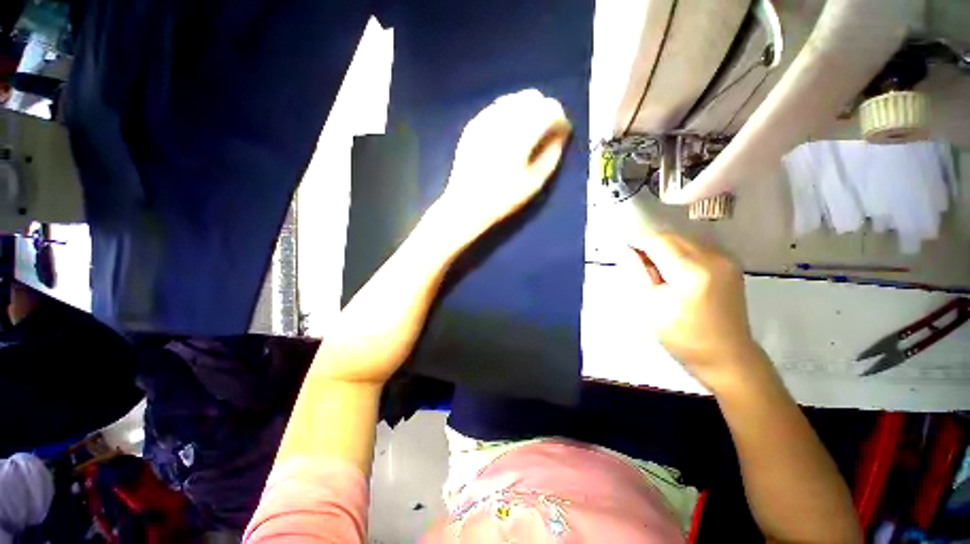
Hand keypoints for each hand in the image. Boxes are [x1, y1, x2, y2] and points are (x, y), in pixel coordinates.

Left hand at [438, 89, 571, 238]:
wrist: (466, 205)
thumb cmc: (503, 198)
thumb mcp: (535, 182)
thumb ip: (552, 154)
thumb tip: (560, 134)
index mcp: (520, 133)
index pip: (550, 108)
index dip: (560, 119)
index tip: (562, 133)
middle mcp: (502, 119)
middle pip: (532, 97)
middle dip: (544, 111)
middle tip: (545, 132)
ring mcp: (484, 119)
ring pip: (513, 99)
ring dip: (525, 110)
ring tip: (527, 133)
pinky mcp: (472, 125)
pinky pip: (496, 108)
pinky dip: (508, 114)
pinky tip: (507, 133)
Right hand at [630, 233, 764, 388]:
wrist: (727, 356)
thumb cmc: (682, 336)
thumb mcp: (650, 306)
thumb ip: (637, 273)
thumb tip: (627, 249)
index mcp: (691, 272)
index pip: (658, 241)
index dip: (638, 242)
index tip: (624, 252)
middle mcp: (713, 258)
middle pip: (672, 237)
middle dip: (650, 245)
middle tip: (638, 265)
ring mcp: (725, 260)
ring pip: (683, 240)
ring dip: (664, 248)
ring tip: (656, 271)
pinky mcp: (730, 264)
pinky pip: (696, 247)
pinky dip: (679, 253)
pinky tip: (675, 272)